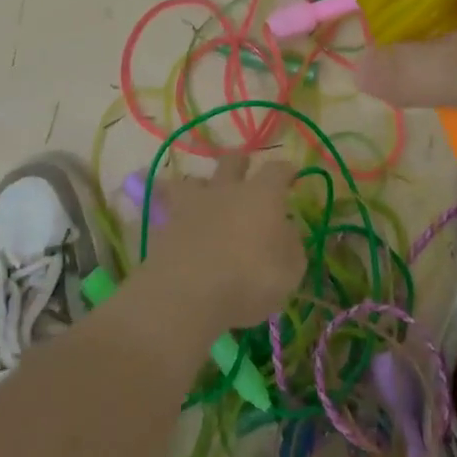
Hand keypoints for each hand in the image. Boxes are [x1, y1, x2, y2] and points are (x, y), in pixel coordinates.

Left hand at [146, 151, 303, 329]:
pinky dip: (169, 209)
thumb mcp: (289, 273)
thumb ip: (291, 246)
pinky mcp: (165, 223)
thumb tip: (287, 230)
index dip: (285, 170)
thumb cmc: (248, 282)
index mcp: (261, 196)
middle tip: (245, 171)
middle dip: (241, 164)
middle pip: (232, 162)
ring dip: (202, 184)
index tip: (290, 175)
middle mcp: (226, 190)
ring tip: (204, 194)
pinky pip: (166, 206)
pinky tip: (172, 220)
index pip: (277, 170)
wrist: (186, 294)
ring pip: (195, 179)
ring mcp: (192, 204)